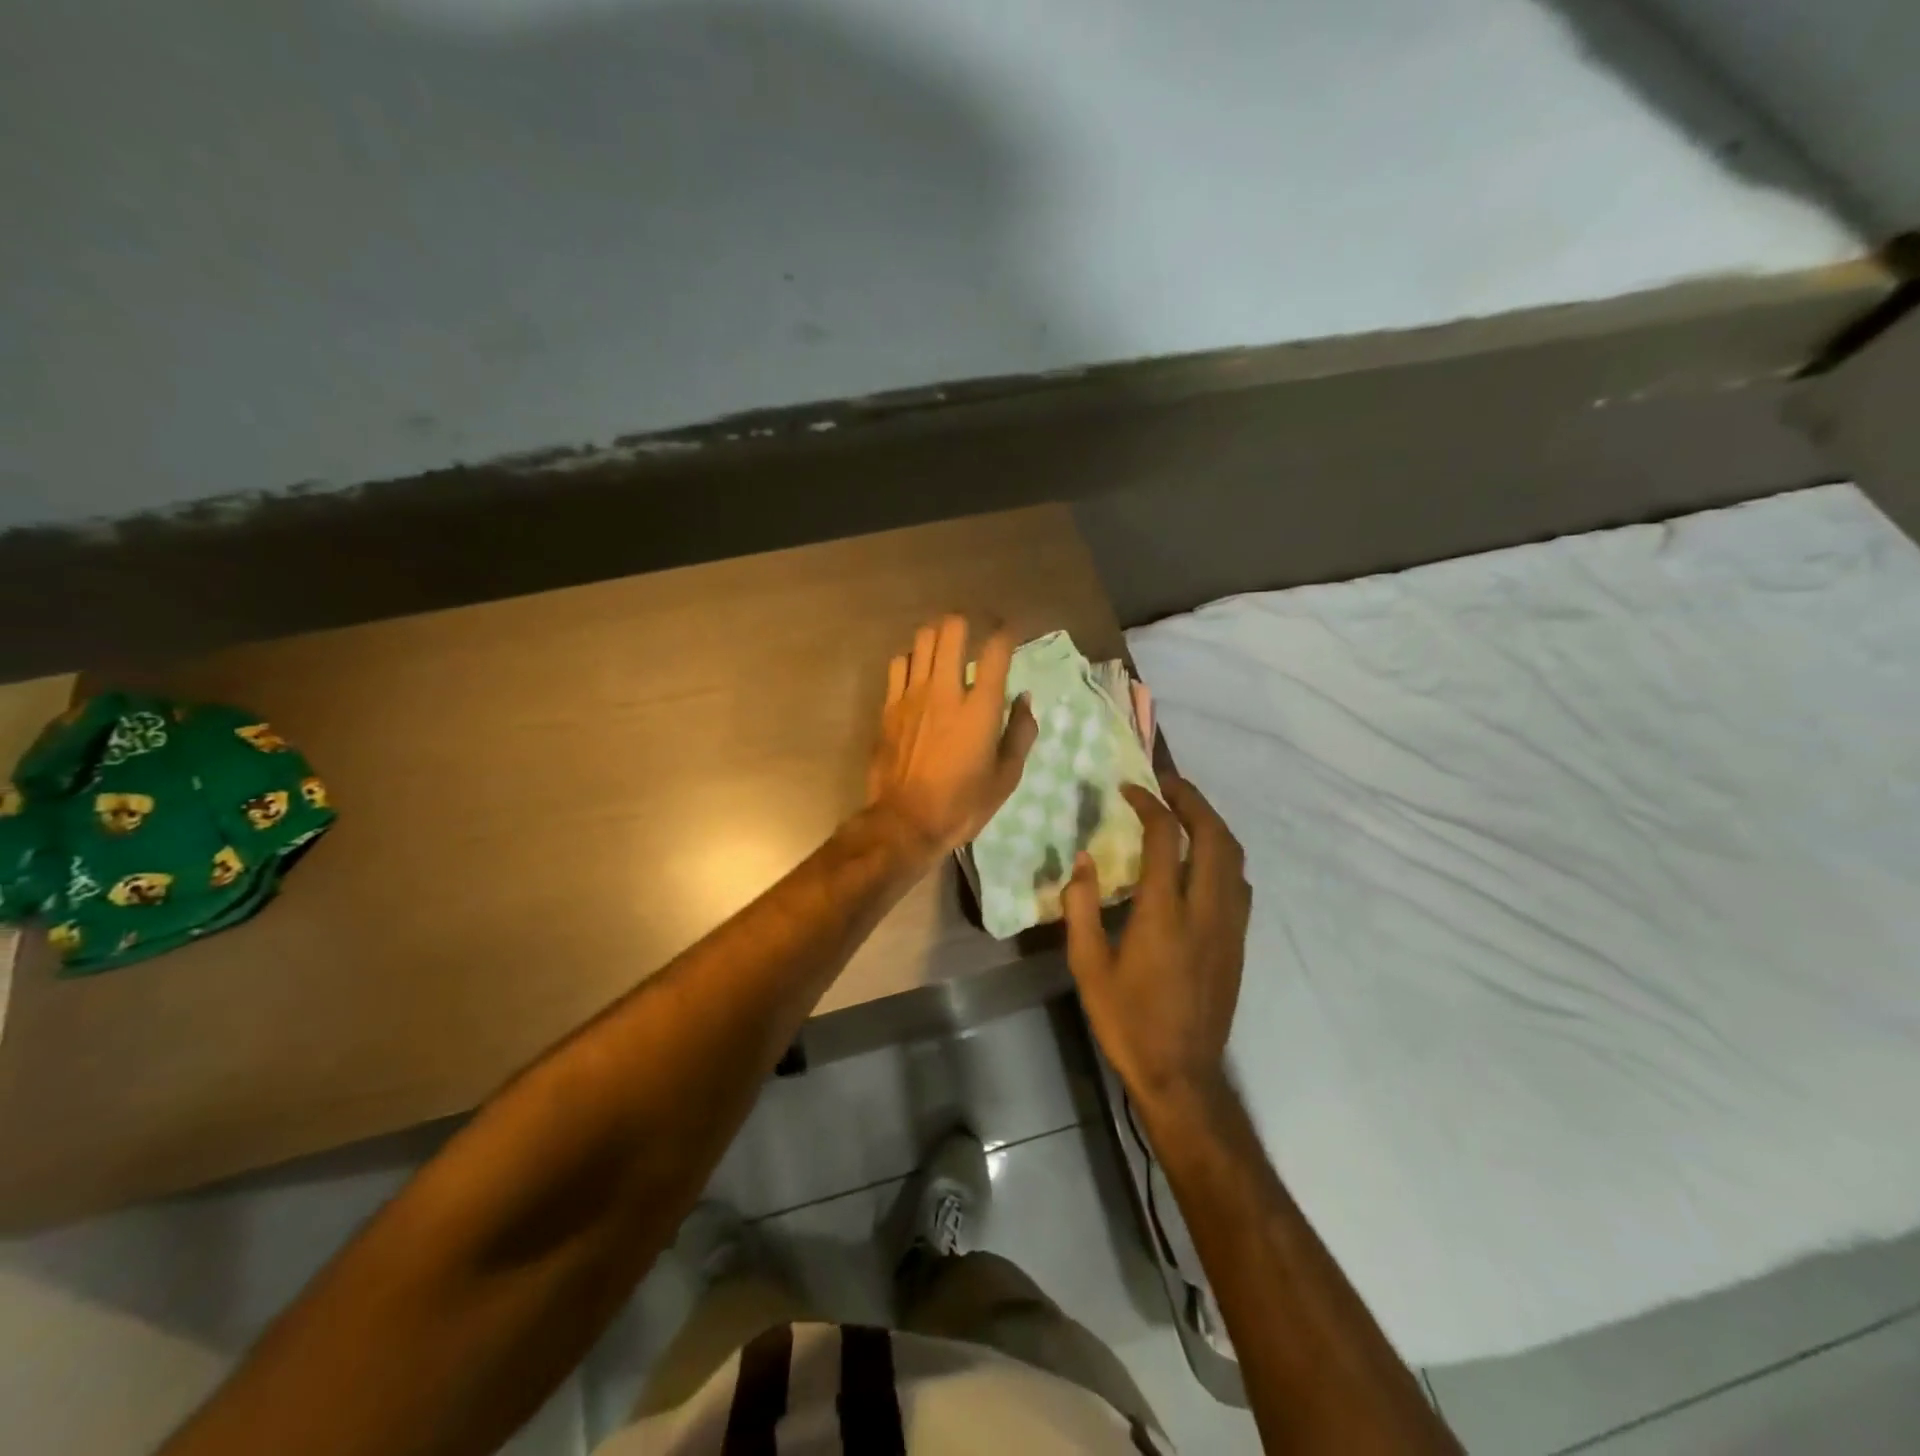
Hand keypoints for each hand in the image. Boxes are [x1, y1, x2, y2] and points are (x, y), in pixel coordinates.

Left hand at [868, 616, 1038, 860]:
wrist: (905, 823)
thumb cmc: (962, 805)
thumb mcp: (1006, 777)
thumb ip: (1020, 733)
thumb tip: (1024, 699)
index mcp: (980, 708)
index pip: (997, 650)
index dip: (1008, 632)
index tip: (1012, 632)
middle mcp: (946, 690)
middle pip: (952, 629)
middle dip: (969, 621)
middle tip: (977, 631)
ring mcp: (912, 695)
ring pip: (923, 639)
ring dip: (939, 636)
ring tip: (948, 647)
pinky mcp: (889, 706)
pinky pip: (899, 663)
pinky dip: (913, 658)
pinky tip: (920, 671)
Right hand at [1063, 775, 1250, 1104]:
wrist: (1183, 1075)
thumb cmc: (1128, 1021)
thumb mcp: (1088, 967)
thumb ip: (1081, 909)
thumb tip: (1082, 861)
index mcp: (1164, 914)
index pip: (1164, 837)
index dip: (1148, 803)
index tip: (1129, 788)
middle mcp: (1205, 910)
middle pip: (1214, 835)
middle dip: (1192, 799)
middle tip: (1166, 783)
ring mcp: (1230, 926)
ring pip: (1234, 856)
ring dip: (1211, 823)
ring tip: (1185, 810)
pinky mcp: (1239, 941)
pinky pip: (1240, 882)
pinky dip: (1223, 855)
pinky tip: (1202, 860)